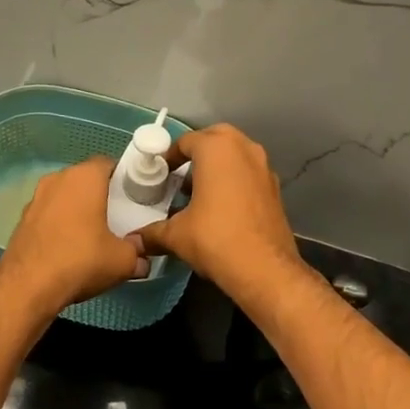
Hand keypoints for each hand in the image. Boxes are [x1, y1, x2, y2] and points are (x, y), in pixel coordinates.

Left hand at [0, 156, 146, 315]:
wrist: (27, 287)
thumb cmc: (81, 260)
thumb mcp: (122, 261)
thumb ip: (138, 253)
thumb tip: (143, 257)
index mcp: (84, 177)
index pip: (108, 164)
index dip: (123, 178)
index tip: (133, 199)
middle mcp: (58, 178)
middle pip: (86, 179)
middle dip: (101, 194)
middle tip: (116, 218)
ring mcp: (36, 197)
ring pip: (65, 196)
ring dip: (78, 209)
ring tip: (92, 235)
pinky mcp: (22, 218)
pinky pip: (49, 213)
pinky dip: (59, 224)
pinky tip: (67, 247)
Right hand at [136, 125, 303, 294]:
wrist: (266, 270)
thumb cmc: (216, 239)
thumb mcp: (176, 235)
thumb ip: (152, 232)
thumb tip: (134, 241)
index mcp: (217, 148)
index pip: (187, 141)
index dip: (170, 156)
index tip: (160, 173)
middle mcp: (244, 149)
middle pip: (215, 138)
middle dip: (197, 152)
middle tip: (181, 174)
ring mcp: (263, 167)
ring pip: (236, 154)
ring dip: (218, 165)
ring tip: (199, 192)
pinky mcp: (275, 188)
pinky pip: (249, 172)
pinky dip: (234, 179)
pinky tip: (222, 207)